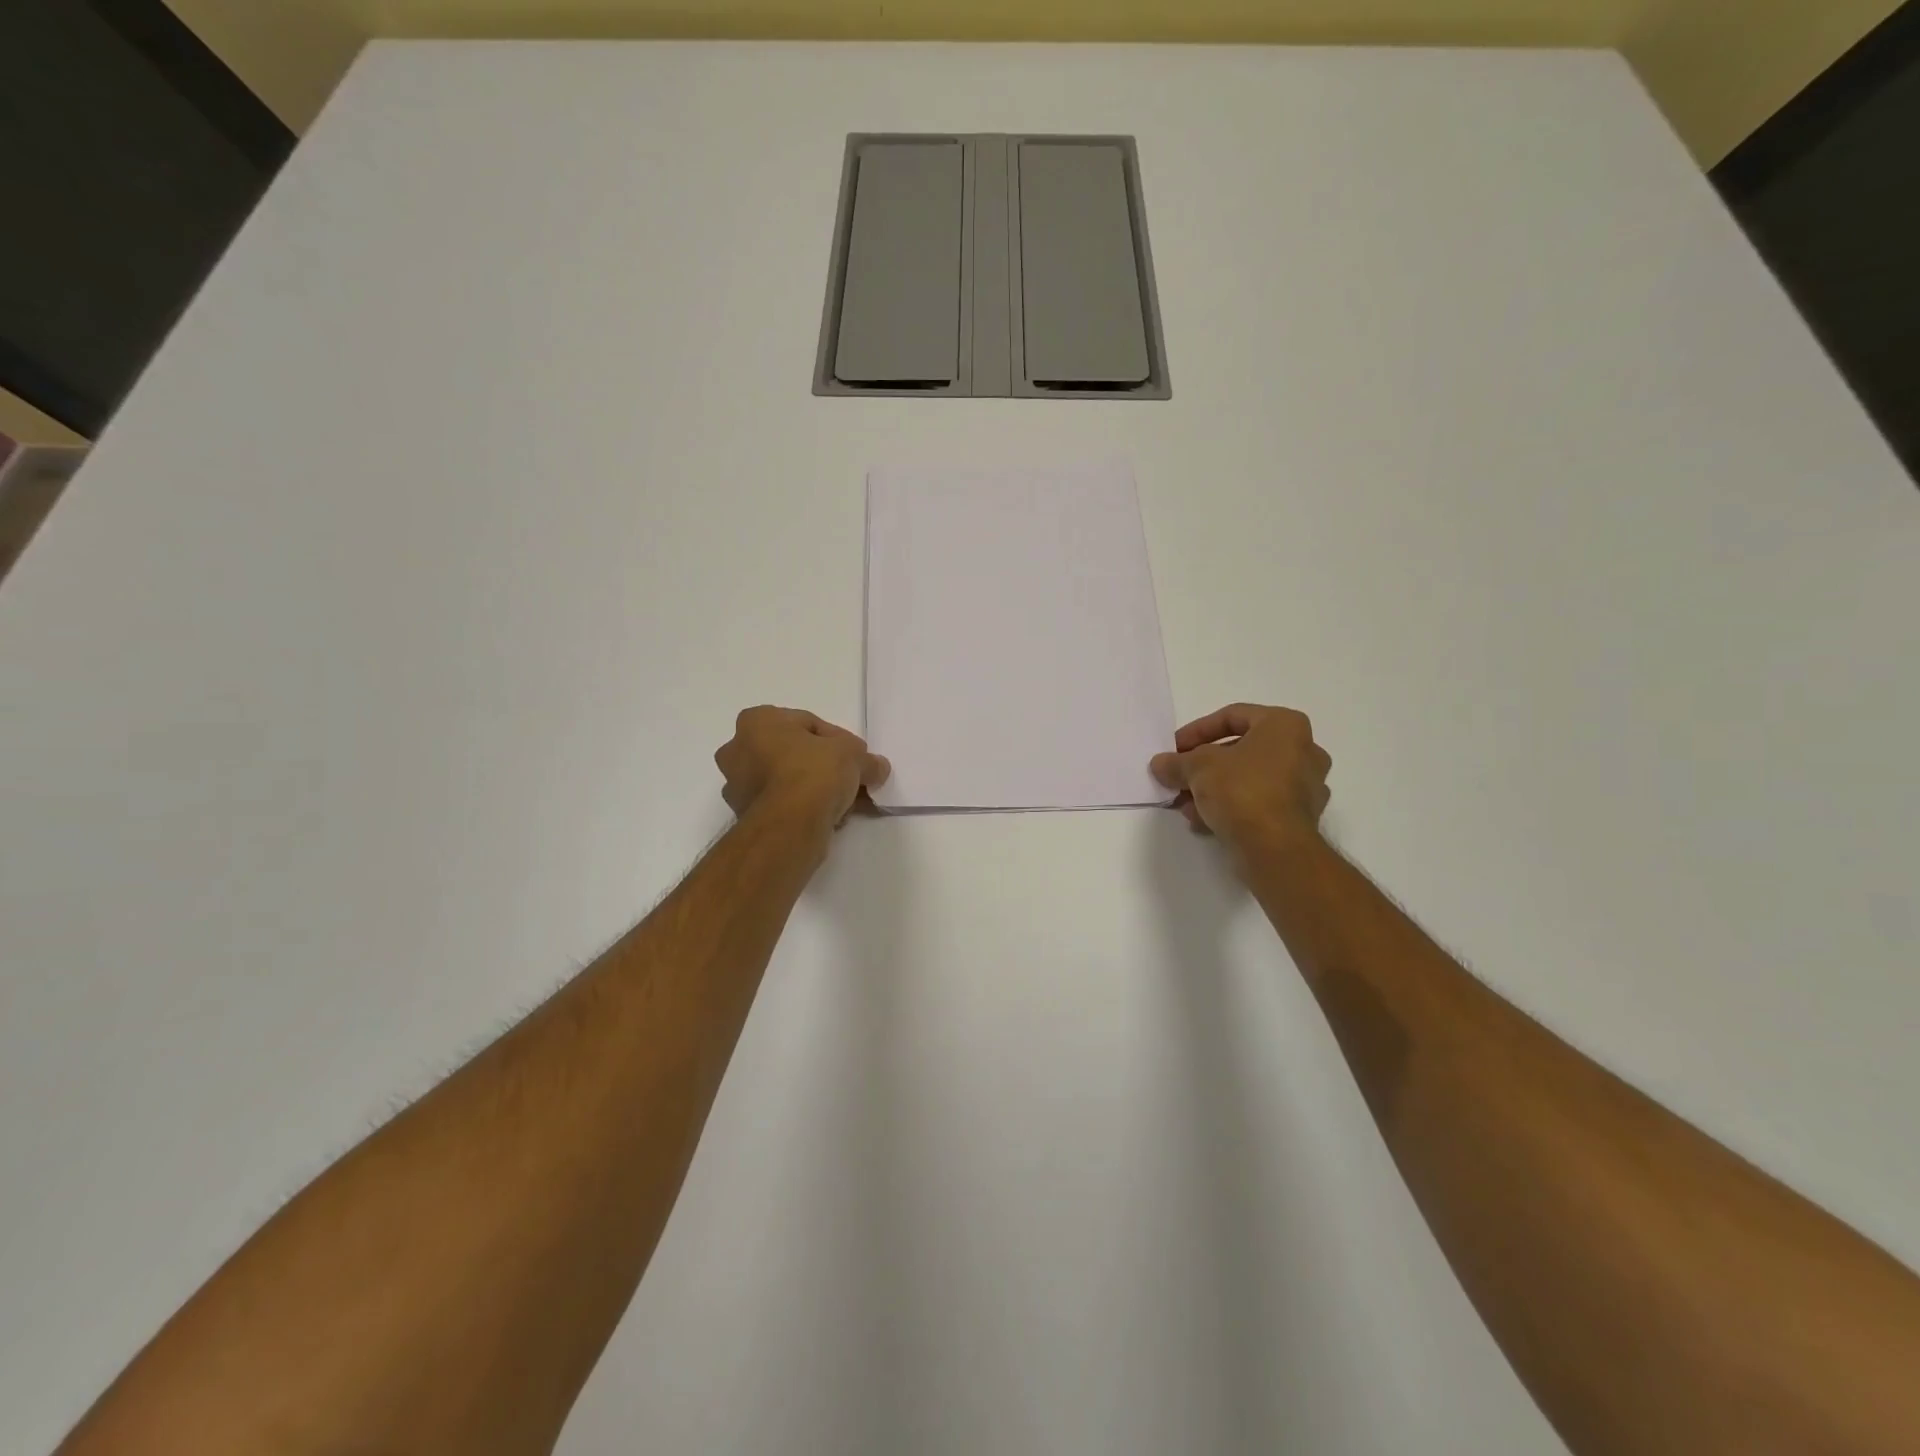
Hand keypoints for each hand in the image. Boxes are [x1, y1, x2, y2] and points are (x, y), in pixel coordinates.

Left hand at [715, 706, 890, 835]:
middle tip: (851, 778)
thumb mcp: (853, 755)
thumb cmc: (814, 772)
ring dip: (813, 789)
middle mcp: (737, 750)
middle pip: (792, 752)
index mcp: (757, 721)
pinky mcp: (744, 816)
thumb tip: (878, 767)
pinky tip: (829, 818)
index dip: (838, 739)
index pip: (808, 724)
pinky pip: (780, 804)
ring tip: (844, 803)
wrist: (790, 825)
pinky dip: (802, 808)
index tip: (857, 757)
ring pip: (785, 780)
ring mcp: (737, 785)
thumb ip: (866, 758)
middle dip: (822, 765)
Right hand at [1150, 703, 1330, 855]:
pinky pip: (1259, 803)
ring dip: (1214, 789)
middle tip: (1179, 777)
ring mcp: (1306, 786)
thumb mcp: (1197, 767)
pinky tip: (1204, 822)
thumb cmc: (1241, 790)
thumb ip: (1177, 762)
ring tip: (1186, 805)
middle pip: (1241, 750)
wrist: (1276, 848)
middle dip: (1203, 765)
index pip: (1233, 716)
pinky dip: (1232, 808)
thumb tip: (1161, 764)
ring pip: (1249, 779)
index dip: (1196, 731)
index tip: (1174, 749)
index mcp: (1285, 725)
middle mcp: (1304, 750)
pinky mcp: (1301, 817)